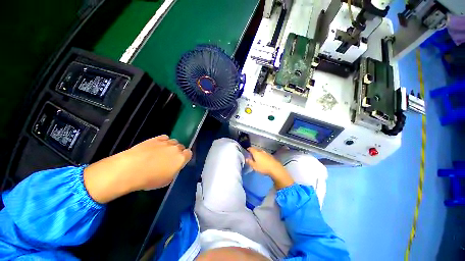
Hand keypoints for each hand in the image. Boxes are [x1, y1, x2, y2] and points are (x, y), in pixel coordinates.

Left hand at [83, 135, 191, 202]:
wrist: (130, 169)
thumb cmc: (149, 179)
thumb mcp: (166, 180)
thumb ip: (174, 171)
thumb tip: (173, 167)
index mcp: (181, 159)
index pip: (189, 153)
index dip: (185, 157)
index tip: (180, 161)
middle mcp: (176, 149)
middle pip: (181, 147)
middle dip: (178, 151)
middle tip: (170, 159)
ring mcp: (166, 142)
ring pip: (173, 142)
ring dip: (171, 146)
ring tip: (162, 152)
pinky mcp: (155, 138)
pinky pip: (164, 137)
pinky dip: (163, 141)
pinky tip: (157, 146)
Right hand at [246, 147, 293, 189]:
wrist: (275, 169)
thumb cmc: (263, 167)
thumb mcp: (254, 166)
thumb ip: (249, 162)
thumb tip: (246, 159)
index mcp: (256, 153)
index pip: (251, 148)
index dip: (248, 149)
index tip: (246, 151)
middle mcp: (261, 151)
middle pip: (255, 149)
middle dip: (253, 151)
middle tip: (251, 155)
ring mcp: (266, 153)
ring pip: (260, 151)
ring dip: (258, 153)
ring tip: (256, 157)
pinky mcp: (270, 156)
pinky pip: (264, 154)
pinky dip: (262, 155)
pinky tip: (263, 159)